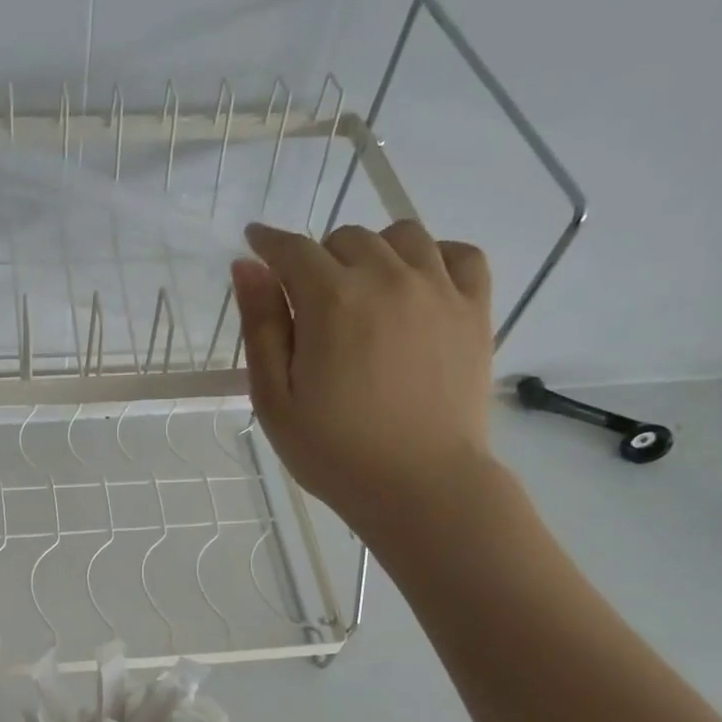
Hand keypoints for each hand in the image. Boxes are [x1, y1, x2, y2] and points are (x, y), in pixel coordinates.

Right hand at [232, 220, 498, 543]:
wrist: (419, 485)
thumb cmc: (332, 451)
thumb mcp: (274, 398)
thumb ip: (261, 328)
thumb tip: (247, 267)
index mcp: (331, 301)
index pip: (293, 250)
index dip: (268, 243)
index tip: (255, 243)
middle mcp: (387, 278)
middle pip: (346, 238)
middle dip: (318, 259)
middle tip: (307, 302)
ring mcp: (438, 290)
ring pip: (401, 236)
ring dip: (372, 252)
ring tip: (360, 291)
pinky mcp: (474, 309)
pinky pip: (458, 254)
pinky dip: (431, 256)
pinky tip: (415, 285)